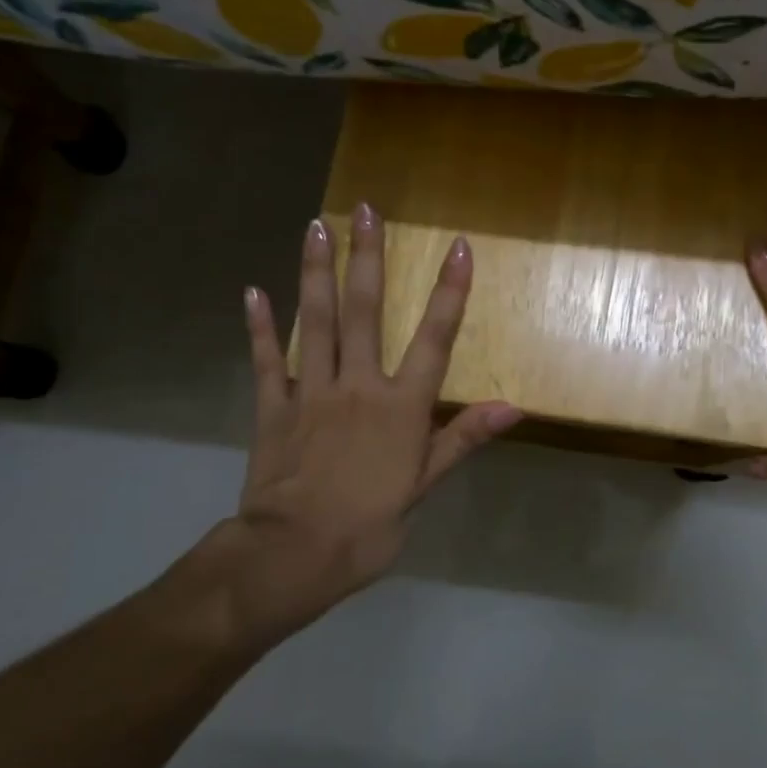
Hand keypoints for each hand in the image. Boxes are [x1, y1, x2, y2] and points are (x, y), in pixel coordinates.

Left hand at [196, 204, 519, 648]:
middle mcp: (359, 385)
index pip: (434, 338)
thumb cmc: (369, 526)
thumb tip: (513, 407)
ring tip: (317, 226)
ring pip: (316, 321)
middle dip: (369, 257)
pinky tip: (254, 291)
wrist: (292, 557)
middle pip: (366, 311)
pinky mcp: (273, 407)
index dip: (449, 291)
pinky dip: (260, 326)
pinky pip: (268, 360)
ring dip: (317, 272)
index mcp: (402, 406)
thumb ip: (463, 438)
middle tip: (367, 210)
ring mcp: (312, 392)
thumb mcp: (424, 486)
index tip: (457, 246)